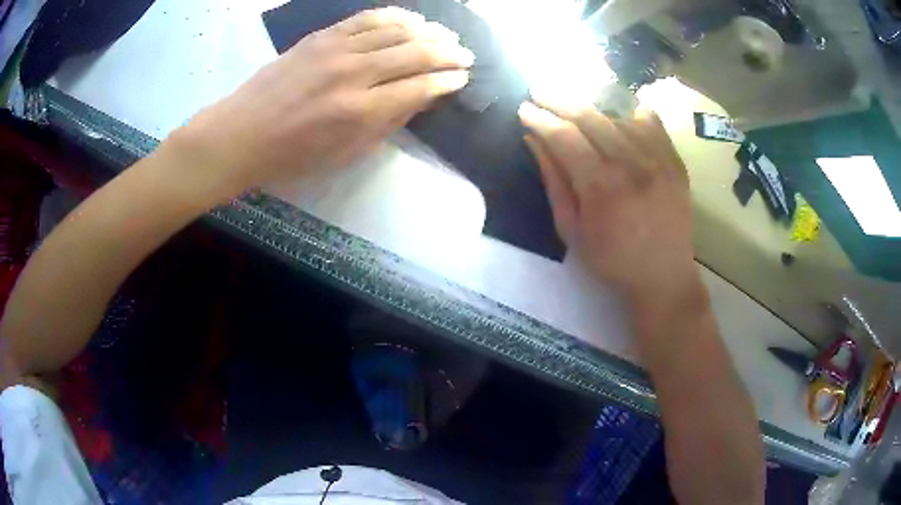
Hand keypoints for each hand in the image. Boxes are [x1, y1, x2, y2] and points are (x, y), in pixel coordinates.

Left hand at [173, 7, 473, 197]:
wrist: (242, 134)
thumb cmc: (292, 155)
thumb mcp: (345, 153)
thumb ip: (387, 123)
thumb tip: (421, 98)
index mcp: (362, 112)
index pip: (421, 87)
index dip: (448, 81)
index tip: (462, 78)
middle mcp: (355, 74)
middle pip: (416, 53)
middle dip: (448, 53)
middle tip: (465, 54)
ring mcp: (336, 50)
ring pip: (396, 30)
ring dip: (428, 32)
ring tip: (445, 35)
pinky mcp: (321, 37)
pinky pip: (366, 18)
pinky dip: (394, 16)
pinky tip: (411, 19)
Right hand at [518, 101, 700, 307]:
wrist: (664, 277)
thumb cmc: (612, 260)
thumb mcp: (571, 230)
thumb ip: (554, 181)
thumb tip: (534, 141)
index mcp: (601, 186)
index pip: (564, 136)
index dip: (540, 118)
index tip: (523, 109)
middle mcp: (631, 164)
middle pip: (591, 117)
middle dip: (560, 99)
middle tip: (540, 92)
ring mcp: (658, 160)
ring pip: (619, 116)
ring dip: (594, 111)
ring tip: (579, 115)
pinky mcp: (675, 162)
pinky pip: (651, 123)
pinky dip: (632, 115)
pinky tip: (623, 118)